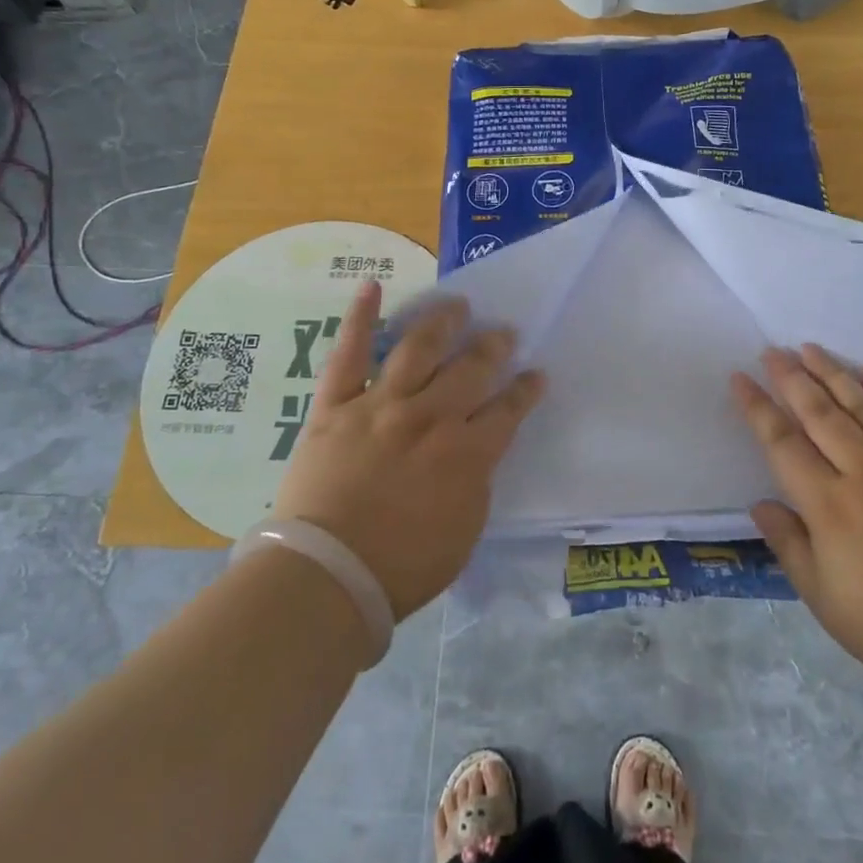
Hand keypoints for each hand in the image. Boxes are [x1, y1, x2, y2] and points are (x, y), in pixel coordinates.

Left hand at [273, 281, 544, 620]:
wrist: (327, 575)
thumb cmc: (402, 567)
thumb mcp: (464, 531)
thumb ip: (476, 482)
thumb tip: (477, 453)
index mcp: (466, 453)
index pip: (508, 410)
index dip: (526, 390)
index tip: (535, 374)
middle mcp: (430, 417)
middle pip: (470, 370)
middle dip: (493, 347)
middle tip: (503, 331)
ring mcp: (381, 406)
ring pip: (418, 349)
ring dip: (442, 322)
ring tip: (456, 304)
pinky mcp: (336, 406)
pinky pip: (349, 355)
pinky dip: (360, 319)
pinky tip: (371, 287)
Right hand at [733, 345, 862, 704]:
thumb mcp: (824, 598)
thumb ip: (789, 545)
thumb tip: (760, 504)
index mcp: (829, 505)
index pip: (783, 444)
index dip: (758, 408)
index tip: (740, 377)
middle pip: (821, 415)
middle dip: (793, 379)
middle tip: (773, 350)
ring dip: (835, 375)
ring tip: (812, 348)